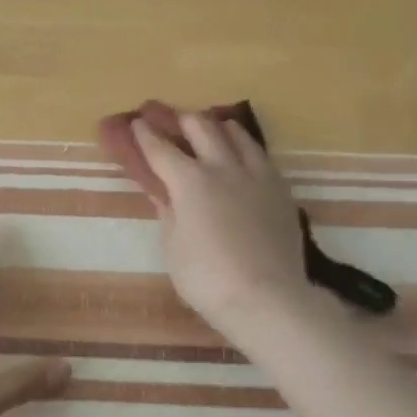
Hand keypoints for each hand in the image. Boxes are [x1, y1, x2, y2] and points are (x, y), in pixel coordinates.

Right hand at [133, 113, 315, 346]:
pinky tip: (241, 159)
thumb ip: (168, 213)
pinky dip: (243, 148)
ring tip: (209, 130)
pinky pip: (260, 155)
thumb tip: (163, 193)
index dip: (145, 134)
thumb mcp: (173, 247)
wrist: (268, 298)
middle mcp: (223, 167)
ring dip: (216, 126)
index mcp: (190, 182)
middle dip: (180, 119)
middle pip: (200, 126)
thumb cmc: (208, 279)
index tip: (136, 123)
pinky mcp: (280, 189)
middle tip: (169, 119)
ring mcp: (257, 175)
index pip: (160, 148)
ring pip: (236, 132)